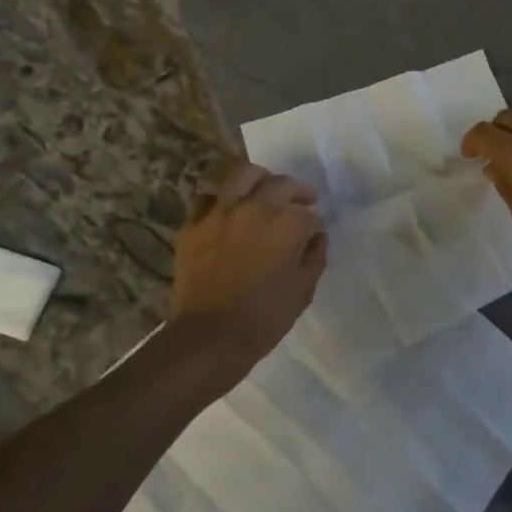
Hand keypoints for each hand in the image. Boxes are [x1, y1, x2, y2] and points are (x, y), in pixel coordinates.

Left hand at [172, 162, 328, 376]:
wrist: (211, 336)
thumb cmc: (264, 318)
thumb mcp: (302, 291)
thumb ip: (314, 258)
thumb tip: (317, 237)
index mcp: (286, 225)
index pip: (308, 215)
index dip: (313, 226)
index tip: (312, 236)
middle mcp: (255, 209)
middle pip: (281, 184)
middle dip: (297, 191)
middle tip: (302, 200)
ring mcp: (220, 213)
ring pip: (242, 175)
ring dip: (260, 179)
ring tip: (265, 188)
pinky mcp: (194, 224)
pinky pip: (208, 198)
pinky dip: (220, 201)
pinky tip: (227, 212)